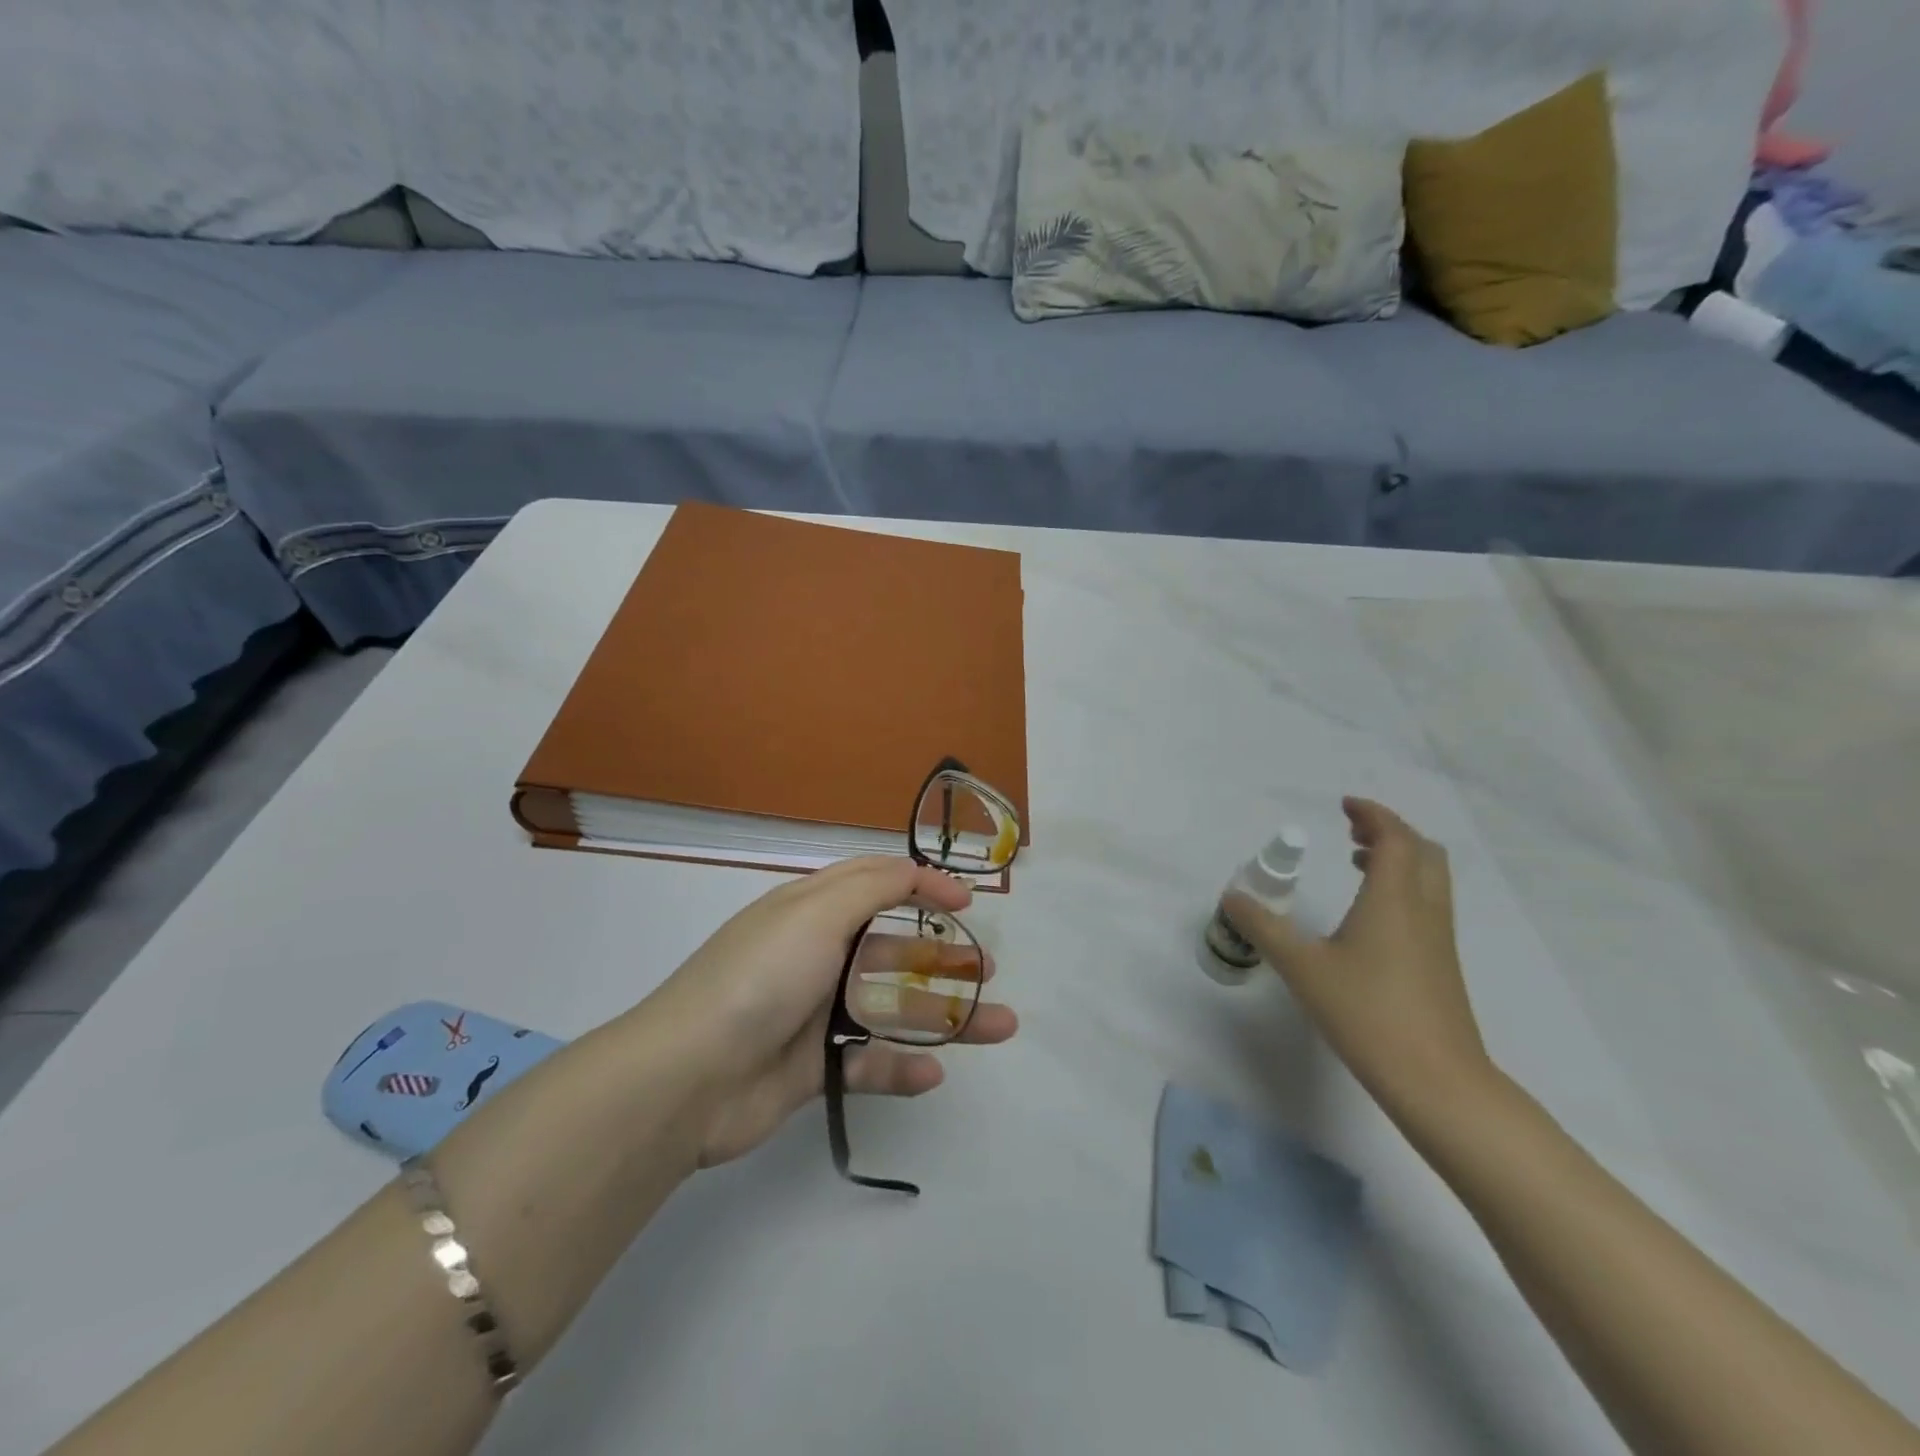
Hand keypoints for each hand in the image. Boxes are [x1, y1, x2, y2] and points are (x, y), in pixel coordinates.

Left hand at [637, 857, 1017, 1168]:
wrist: (688, 1077)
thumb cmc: (761, 977)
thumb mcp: (817, 913)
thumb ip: (873, 887)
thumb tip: (916, 869)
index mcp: (810, 911)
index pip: (874, 883)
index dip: (921, 885)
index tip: (967, 901)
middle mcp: (815, 956)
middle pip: (892, 949)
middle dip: (942, 957)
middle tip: (988, 969)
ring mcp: (814, 1014)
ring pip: (891, 1009)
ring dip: (944, 1016)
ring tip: (999, 1025)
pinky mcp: (812, 1069)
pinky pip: (867, 1064)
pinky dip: (901, 1067)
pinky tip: (934, 1072)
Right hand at [1226, 797, 1491, 1107]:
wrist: (1436, 1080)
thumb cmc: (1367, 1013)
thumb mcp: (1302, 968)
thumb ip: (1264, 929)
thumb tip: (1232, 898)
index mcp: (1393, 899)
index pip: (1394, 837)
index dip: (1373, 814)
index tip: (1345, 805)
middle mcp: (1423, 909)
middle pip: (1422, 851)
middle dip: (1389, 831)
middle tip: (1353, 829)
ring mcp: (1438, 938)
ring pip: (1430, 877)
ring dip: (1399, 858)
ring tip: (1359, 861)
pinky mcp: (1441, 963)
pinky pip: (1428, 902)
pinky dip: (1404, 886)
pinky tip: (1371, 913)